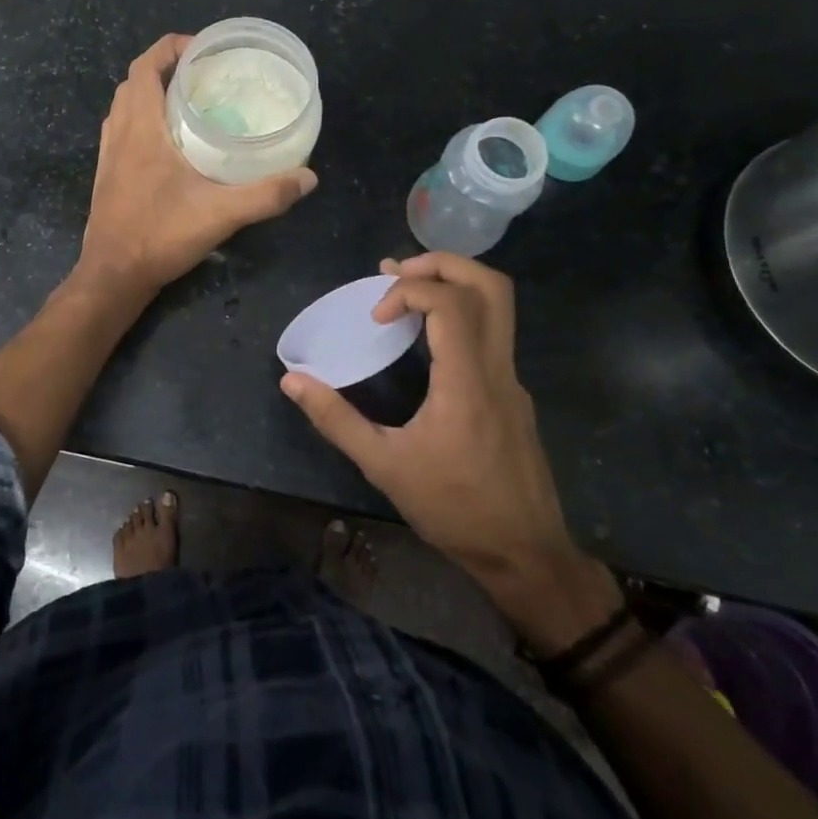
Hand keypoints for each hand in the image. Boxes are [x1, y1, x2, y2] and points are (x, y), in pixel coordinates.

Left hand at [80, 34, 316, 297]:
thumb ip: (266, 195)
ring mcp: (109, 153)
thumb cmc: (160, 236)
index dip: (171, 47)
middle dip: (167, 67)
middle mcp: (119, 132)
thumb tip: (308, 178)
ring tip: (190, 101)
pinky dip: (143, 118)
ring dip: (152, 92)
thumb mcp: (220, 214)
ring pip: (126, 105)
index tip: (205, 49)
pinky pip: (122, 128)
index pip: (146, 66)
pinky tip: (170, 141)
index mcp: (140, 127)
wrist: (113, 274)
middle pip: (135, 80)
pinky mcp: (108, 173)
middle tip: (205, 75)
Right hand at [280, 253, 618, 651]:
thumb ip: (336, 419)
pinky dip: (459, 315)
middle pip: (491, 286)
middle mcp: (498, 369)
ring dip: (452, 284)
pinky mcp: (514, 395)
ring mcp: (513, 380)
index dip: (409, 290)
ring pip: (498, 306)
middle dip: (442, 263)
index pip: (451, 302)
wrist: (526, 555)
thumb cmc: (453, 510)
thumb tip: (291, 381)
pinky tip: (425, 341)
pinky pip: (492, 334)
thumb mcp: (384, 466)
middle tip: (397, 272)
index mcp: (467, 382)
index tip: (377, 316)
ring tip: (405, 292)